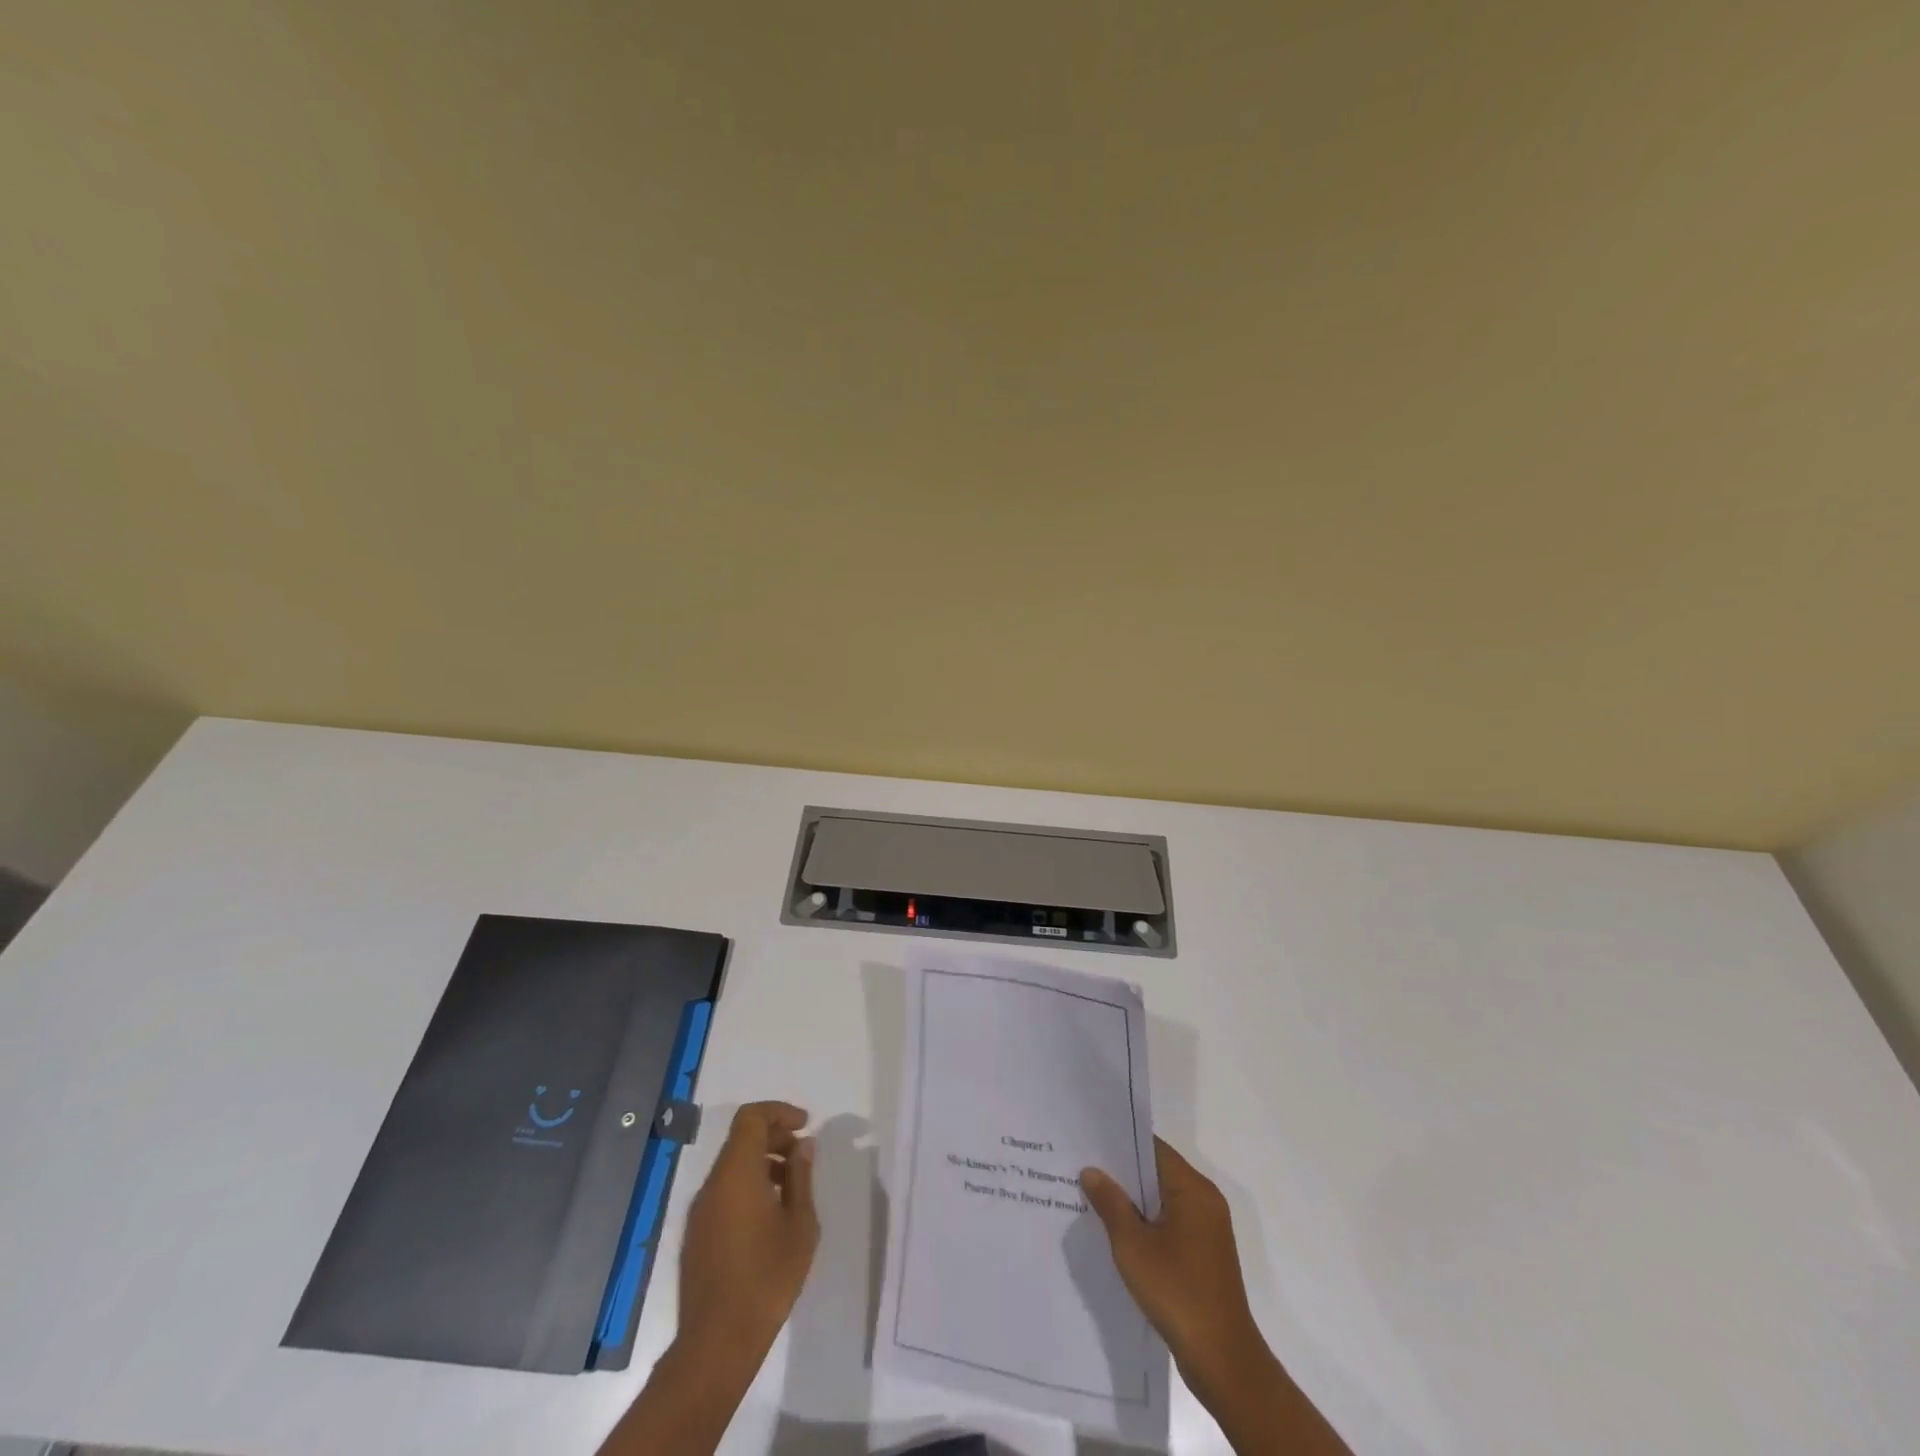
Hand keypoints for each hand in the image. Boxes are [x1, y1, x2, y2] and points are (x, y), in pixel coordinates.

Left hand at [599, 1103, 818, 1455]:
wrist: (716, 1343)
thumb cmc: (767, 1278)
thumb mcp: (800, 1224)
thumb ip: (801, 1178)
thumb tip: (802, 1146)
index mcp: (736, 1174)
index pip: (751, 1118)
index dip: (779, 1112)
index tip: (804, 1125)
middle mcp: (712, 1184)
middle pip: (741, 1140)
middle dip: (774, 1138)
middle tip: (803, 1157)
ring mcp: (700, 1211)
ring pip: (732, 1167)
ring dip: (762, 1164)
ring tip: (791, 1189)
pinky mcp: (695, 1235)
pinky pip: (723, 1192)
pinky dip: (747, 1186)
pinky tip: (769, 1216)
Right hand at [1080, 1138, 1266, 1404]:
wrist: (1222, 1360)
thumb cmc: (1177, 1292)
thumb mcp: (1132, 1245)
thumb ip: (1110, 1203)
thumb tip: (1091, 1171)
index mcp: (1193, 1189)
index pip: (1153, 1148)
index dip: (1121, 1143)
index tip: (1090, 1141)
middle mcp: (1205, 1201)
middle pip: (1158, 1172)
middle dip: (1123, 1173)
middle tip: (1083, 1168)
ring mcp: (1208, 1230)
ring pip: (1163, 1200)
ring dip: (1133, 1201)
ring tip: (1093, 1198)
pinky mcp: (1205, 1255)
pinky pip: (1171, 1224)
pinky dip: (1147, 1223)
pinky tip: (1118, 1234)